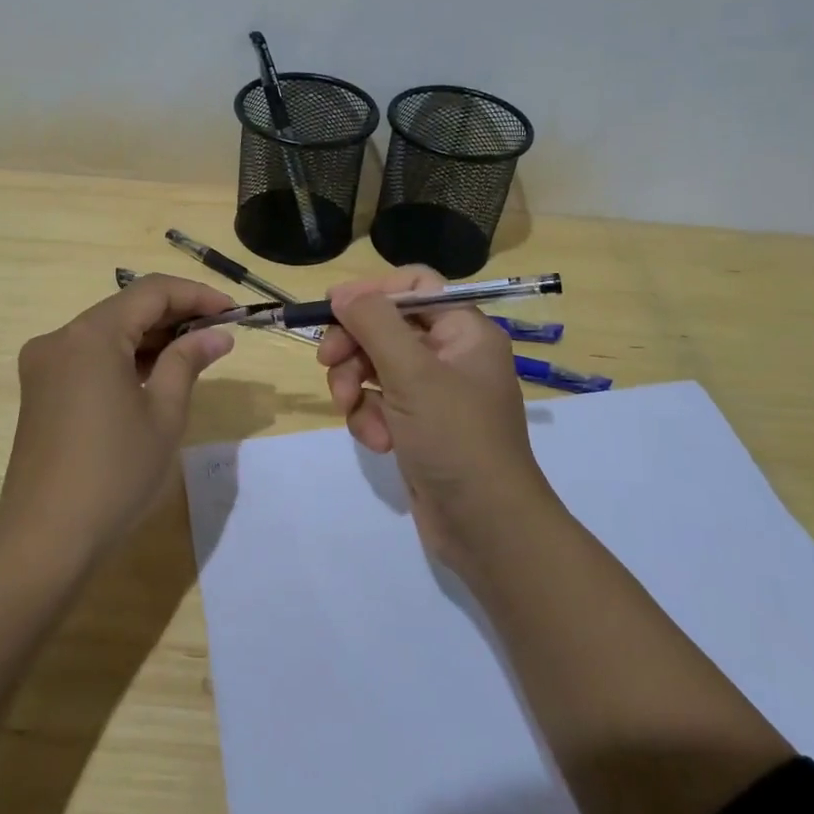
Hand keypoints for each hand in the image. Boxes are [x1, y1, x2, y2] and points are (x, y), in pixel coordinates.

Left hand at [0, 273, 236, 569]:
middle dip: (174, 315)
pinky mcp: (40, 389)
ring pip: (107, 332)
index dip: (195, 295)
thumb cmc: (114, 474)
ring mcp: (44, 364)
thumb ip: (187, 362)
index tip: (232, 312)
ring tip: (194, 354)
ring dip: (149, 337)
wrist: (45, 538)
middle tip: (218, 334)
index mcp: (91, 336)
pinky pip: (89, 356)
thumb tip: (217, 335)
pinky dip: (123, 357)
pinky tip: (154, 374)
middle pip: (125, 308)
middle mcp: (61, 338)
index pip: (151, 292)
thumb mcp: (163, 414)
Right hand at [318, 266, 555, 574]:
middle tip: (327, 364)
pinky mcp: (418, 425)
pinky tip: (379, 442)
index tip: (333, 309)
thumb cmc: (456, 438)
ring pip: (375, 366)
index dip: (372, 292)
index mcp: (464, 331)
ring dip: (356, 387)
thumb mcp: (413, 374)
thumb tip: (342, 292)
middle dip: (354, 346)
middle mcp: (451, 354)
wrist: (486, 527)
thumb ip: (374, 324)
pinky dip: (370, 418)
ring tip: (355, 413)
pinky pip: (380, 402)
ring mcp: (434, 392)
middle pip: (386, 326)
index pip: (414, 286)